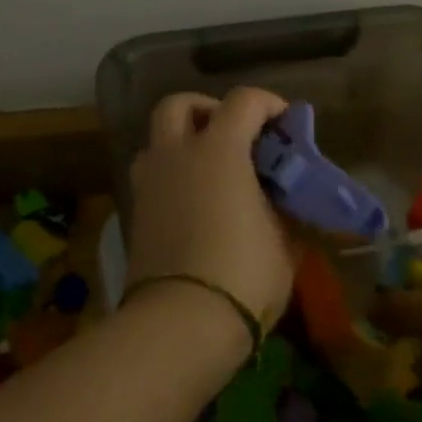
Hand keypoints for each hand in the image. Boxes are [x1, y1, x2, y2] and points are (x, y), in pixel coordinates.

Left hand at [126, 88, 296, 333]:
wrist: (181, 321)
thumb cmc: (243, 273)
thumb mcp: (285, 240)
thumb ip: (285, 206)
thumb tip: (285, 197)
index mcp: (218, 150)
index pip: (243, 101)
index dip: (268, 103)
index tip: (286, 122)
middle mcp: (176, 153)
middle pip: (179, 104)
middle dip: (207, 108)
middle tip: (233, 132)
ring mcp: (149, 181)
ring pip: (157, 138)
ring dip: (182, 140)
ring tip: (209, 168)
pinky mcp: (135, 210)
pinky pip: (152, 174)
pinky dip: (171, 173)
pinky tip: (193, 200)